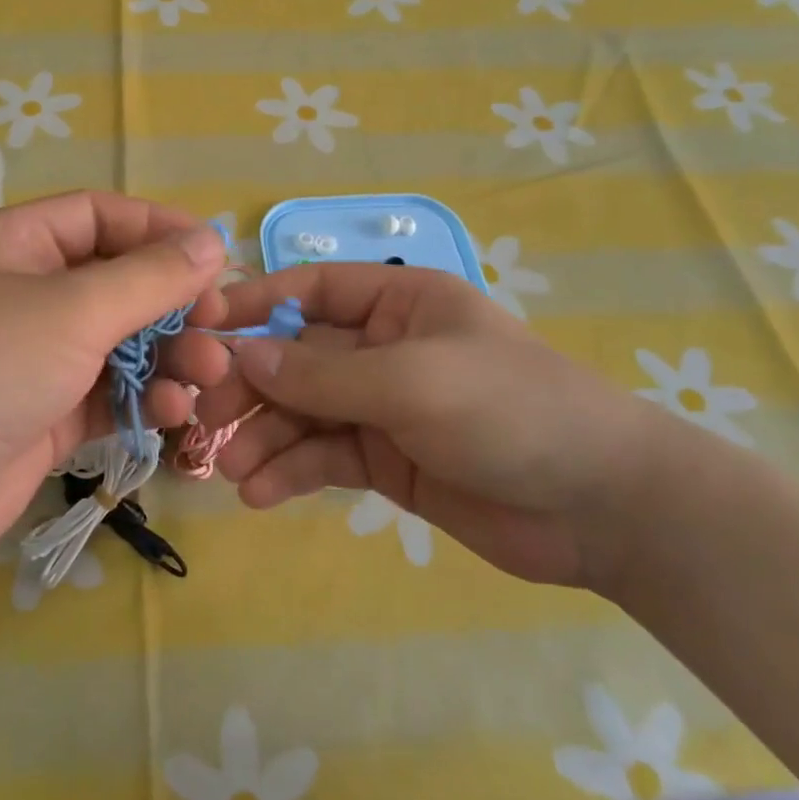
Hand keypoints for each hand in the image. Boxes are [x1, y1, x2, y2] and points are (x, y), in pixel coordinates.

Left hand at [0, 192, 232, 577]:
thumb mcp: (72, 309)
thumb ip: (148, 277)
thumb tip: (212, 242)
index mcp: (17, 244)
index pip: (100, 216)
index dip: (159, 230)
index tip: (214, 257)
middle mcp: (26, 294)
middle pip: (117, 283)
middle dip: (172, 304)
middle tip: (219, 328)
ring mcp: (34, 359)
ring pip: (119, 344)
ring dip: (167, 356)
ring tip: (207, 375)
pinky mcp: (44, 416)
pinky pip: (107, 395)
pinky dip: (142, 400)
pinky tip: (173, 413)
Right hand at [195, 264, 669, 588]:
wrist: (599, 508)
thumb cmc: (509, 411)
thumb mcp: (411, 381)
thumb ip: (322, 373)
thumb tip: (240, 355)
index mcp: (396, 302)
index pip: (308, 290)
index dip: (253, 305)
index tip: (199, 329)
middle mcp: (381, 347)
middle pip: (295, 357)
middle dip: (252, 385)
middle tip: (209, 417)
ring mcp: (380, 406)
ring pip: (302, 411)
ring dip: (264, 436)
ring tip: (233, 469)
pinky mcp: (383, 460)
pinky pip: (322, 456)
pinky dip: (290, 471)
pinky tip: (260, 492)